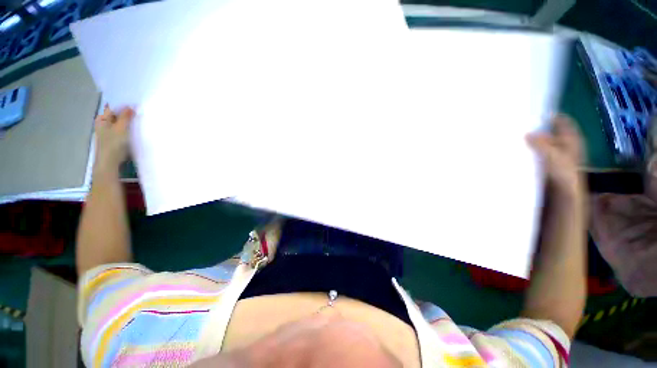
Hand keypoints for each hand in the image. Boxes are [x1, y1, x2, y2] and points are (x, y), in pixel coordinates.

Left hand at [94, 105, 134, 170]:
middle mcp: (103, 123)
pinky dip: (128, 129)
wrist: (109, 162)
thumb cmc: (113, 144)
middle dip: (127, 114)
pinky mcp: (113, 139)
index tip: (136, 106)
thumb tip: (131, 106)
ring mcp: (108, 132)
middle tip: (140, 113)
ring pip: (120, 123)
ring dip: (128, 122)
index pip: (114, 108)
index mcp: (102, 118)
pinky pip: (121, 130)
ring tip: (139, 121)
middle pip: (117, 115)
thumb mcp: (121, 128)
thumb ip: (126, 117)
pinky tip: (134, 130)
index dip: (124, 106)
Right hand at [527, 115, 584, 197]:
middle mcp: (566, 144)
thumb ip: (541, 143)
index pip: (562, 120)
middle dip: (538, 129)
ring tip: (517, 139)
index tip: (534, 114)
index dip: (551, 115)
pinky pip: (540, 153)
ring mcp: (558, 155)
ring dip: (533, 141)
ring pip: (545, 143)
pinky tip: (522, 153)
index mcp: (571, 138)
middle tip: (521, 127)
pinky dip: (532, 151)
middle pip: (552, 131)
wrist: (566, 195)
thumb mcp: (553, 155)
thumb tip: (527, 133)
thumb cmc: (563, 173)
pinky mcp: (550, 165)